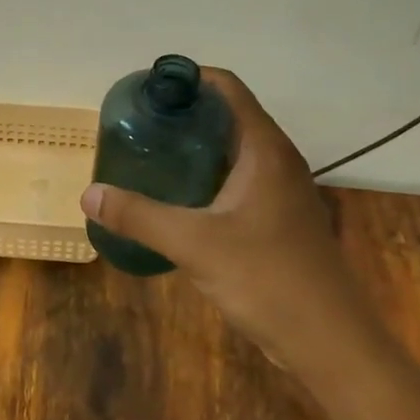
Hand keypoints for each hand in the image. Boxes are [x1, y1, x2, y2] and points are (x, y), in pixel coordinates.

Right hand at [80, 68, 356, 363]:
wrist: (329, 341)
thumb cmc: (268, 278)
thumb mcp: (195, 244)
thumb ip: (140, 217)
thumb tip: (90, 195)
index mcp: (264, 149)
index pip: (227, 88)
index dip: (188, 78)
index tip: (146, 89)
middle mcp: (277, 160)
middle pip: (228, 116)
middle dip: (184, 114)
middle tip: (137, 124)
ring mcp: (281, 191)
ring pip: (232, 152)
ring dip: (194, 147)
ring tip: (149, 154)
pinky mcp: (278, 220)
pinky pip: (237, 181)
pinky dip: (206, 177)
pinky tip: (176, 198)